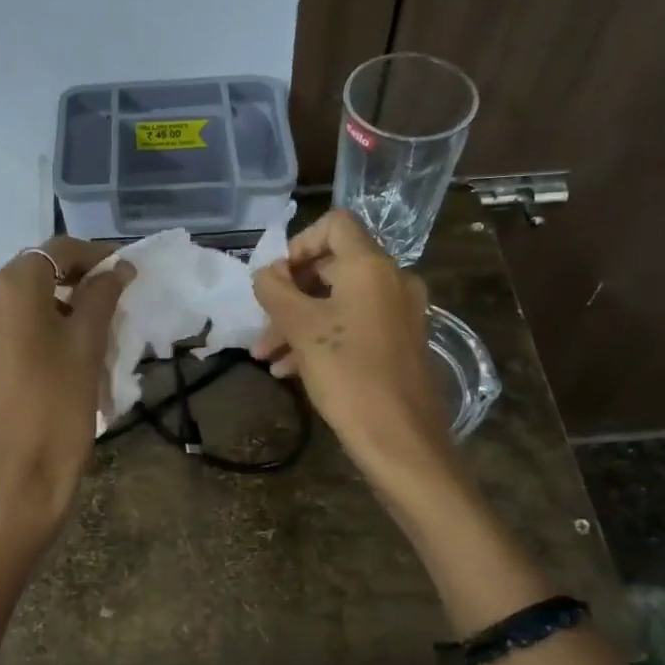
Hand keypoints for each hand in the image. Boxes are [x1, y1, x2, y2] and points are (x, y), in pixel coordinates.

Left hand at [0, 239, 133, 546]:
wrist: (16, 482)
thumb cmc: (59, 408)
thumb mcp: (87, 347)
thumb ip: (101, 297)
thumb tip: (118, 267)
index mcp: (8, 288)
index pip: (56, 251)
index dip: (93, 256)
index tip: (123, 271)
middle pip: (32, 273)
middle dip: (72, 282)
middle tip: (110, 302)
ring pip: (15, 301)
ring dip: (52, 306)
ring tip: (87, 332)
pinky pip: (1, 327)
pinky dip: (30, 328)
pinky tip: (56, 353)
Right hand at [252, 210, 456, 491]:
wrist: (401, 440)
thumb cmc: (348, 375)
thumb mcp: (301, 329)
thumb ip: (276, 291)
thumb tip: (267, 273)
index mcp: (371, 266)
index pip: (334, 224)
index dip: (299, 243)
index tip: (277, 279)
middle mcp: (392, 280)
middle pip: (333, 266)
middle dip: (291, 294)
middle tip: (263, 323)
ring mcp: (400, 314)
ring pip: (340, 302)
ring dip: (300, 323)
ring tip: (268, 357)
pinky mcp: (401, 344)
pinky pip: (356, 326)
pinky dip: (324, 338)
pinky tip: (292, 371)